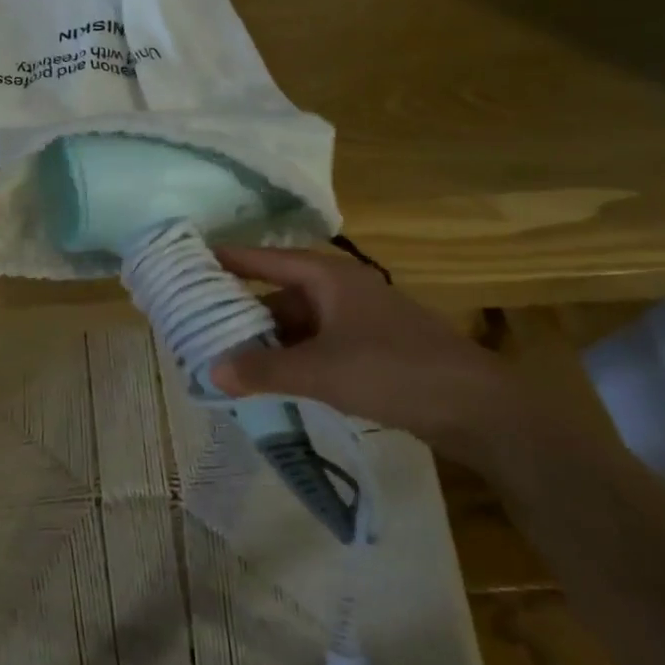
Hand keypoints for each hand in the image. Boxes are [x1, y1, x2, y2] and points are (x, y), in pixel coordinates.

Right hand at [209, 246, 520, 460]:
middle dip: (240, 309)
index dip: (226, 260)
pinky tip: (270, 376)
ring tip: (225, 355)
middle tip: (198, 323)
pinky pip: (315, 343)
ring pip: (297, 321)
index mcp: (327, 276)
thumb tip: (211, 371)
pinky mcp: (368, 347)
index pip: (263, 258)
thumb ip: (264, 369)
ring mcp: (356, 318)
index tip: (188, 264)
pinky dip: (291, 356)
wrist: (476, 406)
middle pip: (277, 291)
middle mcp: (339, 288)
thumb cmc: (394, 370)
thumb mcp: (321, 371)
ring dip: (266, 338)